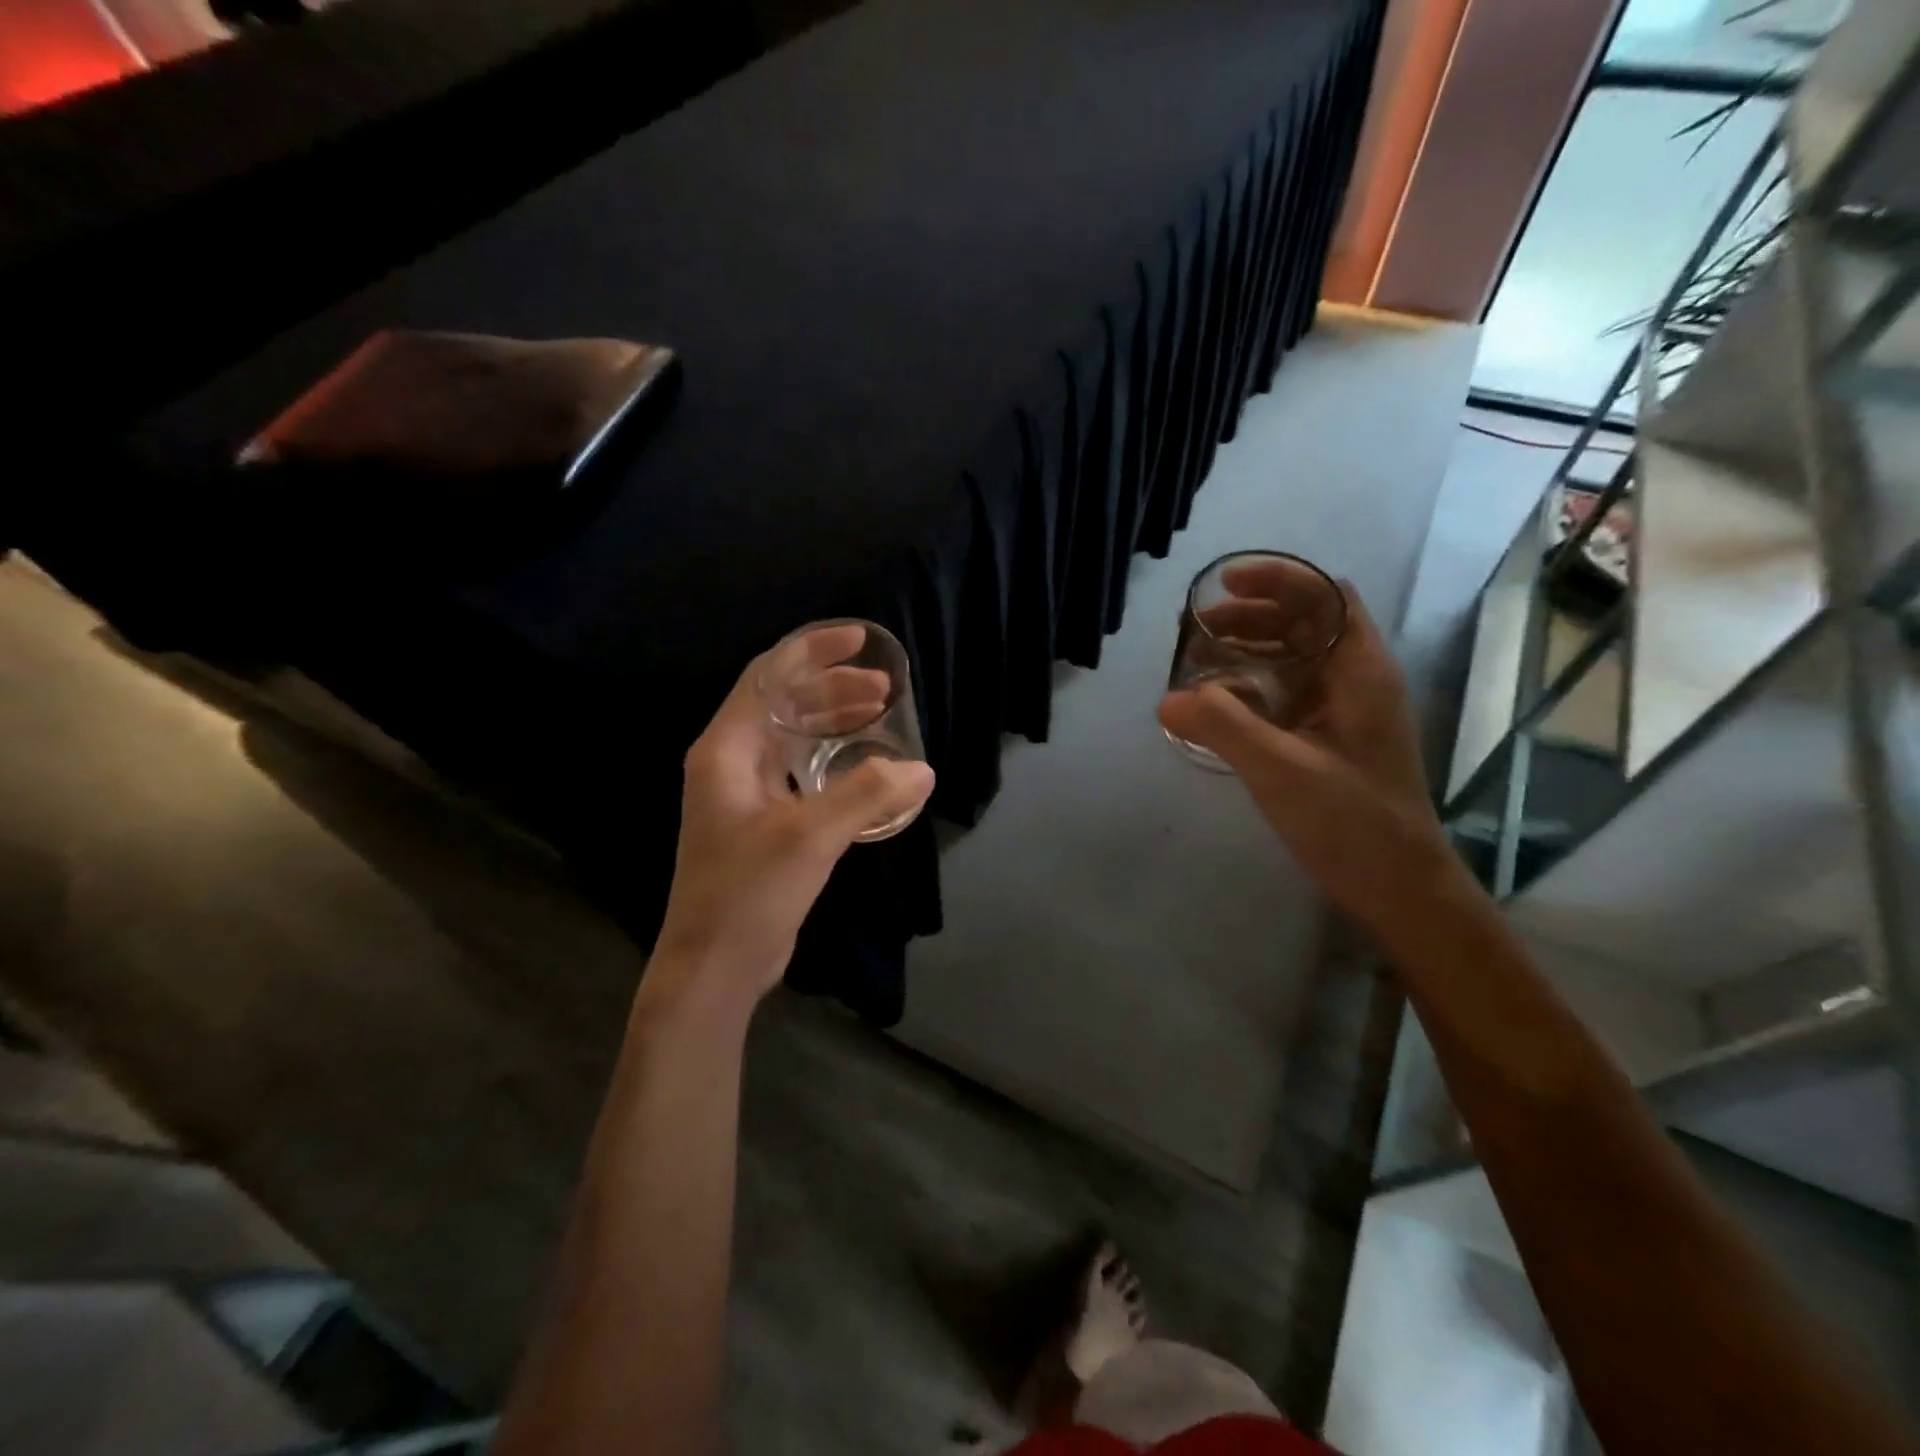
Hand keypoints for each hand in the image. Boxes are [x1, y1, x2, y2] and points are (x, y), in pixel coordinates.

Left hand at [647, 640, 935, 1008]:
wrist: (713, 967)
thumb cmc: (749, 892)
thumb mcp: (810, 836)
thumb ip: (867, 795)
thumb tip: (921, 769)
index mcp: (726, 750)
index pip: (768, 677)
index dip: (813, 651)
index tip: (859, 640)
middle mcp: (730, 763)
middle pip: (783, 703)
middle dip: (832, 688)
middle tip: (883, 689)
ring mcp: (744, 795)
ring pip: (792, 738)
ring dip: (833, 722)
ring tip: (879, 715)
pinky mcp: (761, 824)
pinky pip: (800, 773)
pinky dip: (832, 760)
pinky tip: (864, 768)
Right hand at [1159, 577, 1453, 926]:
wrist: (1400, 886)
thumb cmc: (1352, 821)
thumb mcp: (1280, 769)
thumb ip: (1222, 726)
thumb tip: (1167, 698)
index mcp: (1360, 671)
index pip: (1324, 597)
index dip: (1277, 580)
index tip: (1225, 585)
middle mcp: (1358, 681)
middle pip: (1306, 624)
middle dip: (1252, 616)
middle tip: (1198, 629)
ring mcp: (1347, 712)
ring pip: (1297, 660)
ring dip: (1250, 651)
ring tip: (1200, 662)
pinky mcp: (1334, 740)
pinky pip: (1290, 695)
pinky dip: (1254, 687)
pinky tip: (1221, 707)